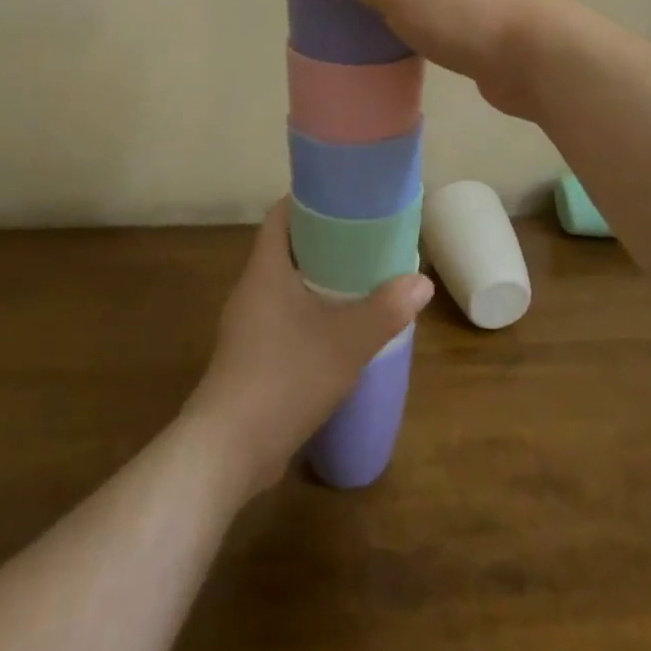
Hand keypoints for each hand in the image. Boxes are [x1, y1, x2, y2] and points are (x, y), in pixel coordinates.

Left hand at [188, 199, 431, 498]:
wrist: (228, 450)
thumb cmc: (286, 377)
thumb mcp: (347, 341)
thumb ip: (386, 309)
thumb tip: (422, 282)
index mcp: (266, 269)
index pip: (281, 215)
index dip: (311, 200)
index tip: (347, 200)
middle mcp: (252, 289)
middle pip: (287, 248)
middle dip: (325, 242)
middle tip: (366, 241)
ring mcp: (248, 325)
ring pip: (287, 286)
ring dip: (320, 281)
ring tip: (361, 282)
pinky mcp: (251, 356)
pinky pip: (284, 317)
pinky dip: (311, 314)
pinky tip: (339, 331)